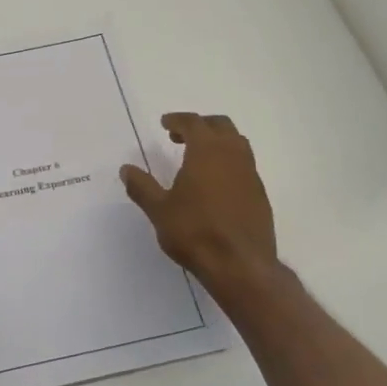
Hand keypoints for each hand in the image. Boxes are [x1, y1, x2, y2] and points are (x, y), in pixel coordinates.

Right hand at [121, 113, 290, 300]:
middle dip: (201, 125)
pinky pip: (244, 166)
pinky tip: (215, 185)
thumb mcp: (159, 210)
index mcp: (207, 152)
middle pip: (221, 126)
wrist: (240, 265)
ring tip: (198, 159)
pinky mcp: (260, 195)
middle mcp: (233, 156)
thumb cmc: (195, 232)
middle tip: (181, 136)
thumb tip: (126, 169)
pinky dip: (229, 164)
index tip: (165, 123)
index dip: (178, 120)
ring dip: (218, 143)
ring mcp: (250, 175)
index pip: (194, 123)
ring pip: (237, 144)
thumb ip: (142, 187)